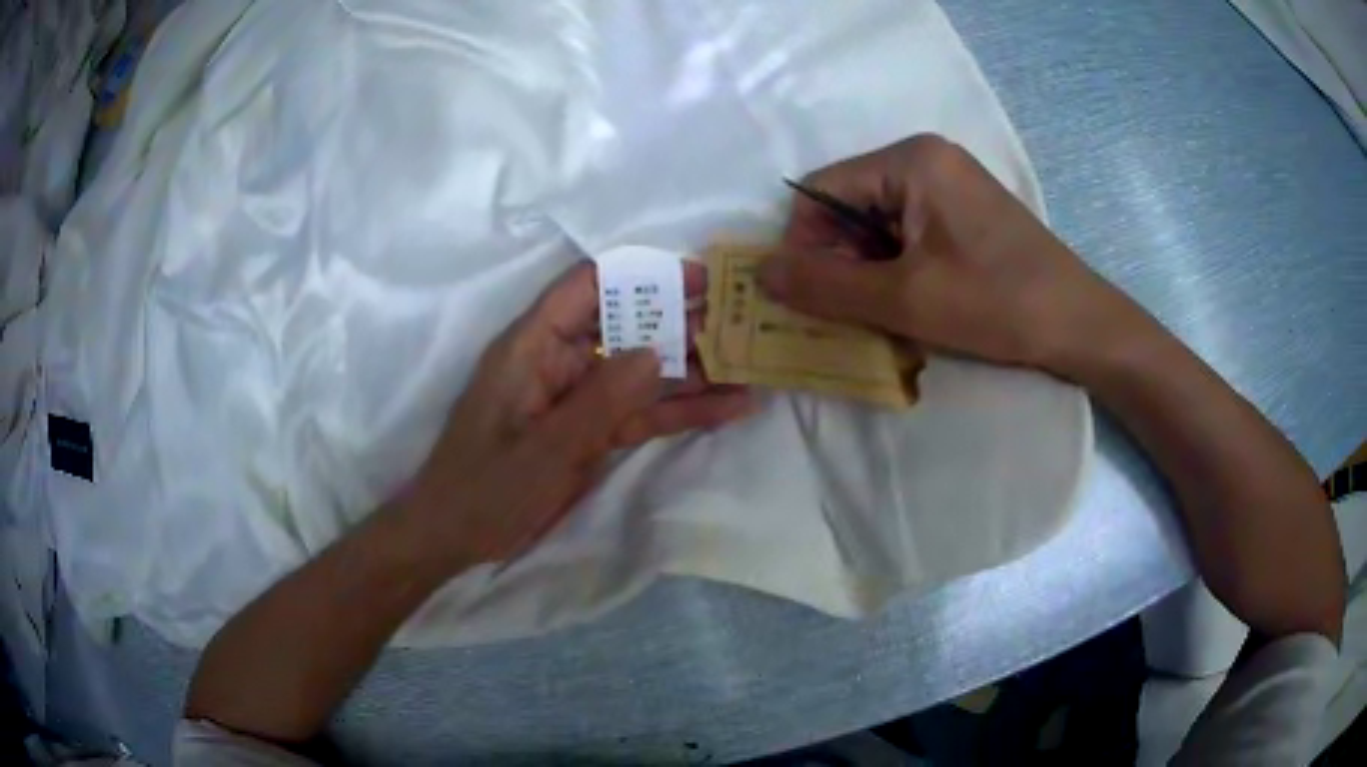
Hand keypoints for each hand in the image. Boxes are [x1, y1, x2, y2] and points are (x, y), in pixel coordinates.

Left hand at [399, 260, 752, 568]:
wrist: (456, 538)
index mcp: (533, 345)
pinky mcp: (590, 430)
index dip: (643, 275)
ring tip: (749, 369)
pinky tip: (727, 410)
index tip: (700, 279)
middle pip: (626, 326)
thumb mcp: (543, 448)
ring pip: (641, 372)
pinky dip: (679, 411)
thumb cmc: (484, 488)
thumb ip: (600, 400)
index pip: (590, 286)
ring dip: (691, 372)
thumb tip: (655, 352)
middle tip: (742, 325)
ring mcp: (578, 397)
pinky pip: (640, 412)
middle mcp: (559, 360)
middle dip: (682, 324)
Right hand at [759, 134, 1150, 376]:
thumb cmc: (999, 304)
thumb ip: (827, 286)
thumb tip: (760, 273)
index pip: (821, 190)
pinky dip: (896, 271)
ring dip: (867, 272)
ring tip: (882, 317)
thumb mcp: (906, 299)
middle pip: (848, 206)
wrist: (1081, 326)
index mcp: (910, 160)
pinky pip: (907, 235)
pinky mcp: (964, 215)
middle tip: (845, 315)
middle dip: (838, 261)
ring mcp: (949, 186)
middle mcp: (926, 160)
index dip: (803, 243)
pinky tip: (911, 306)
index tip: (807, 297)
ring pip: (876, 226)